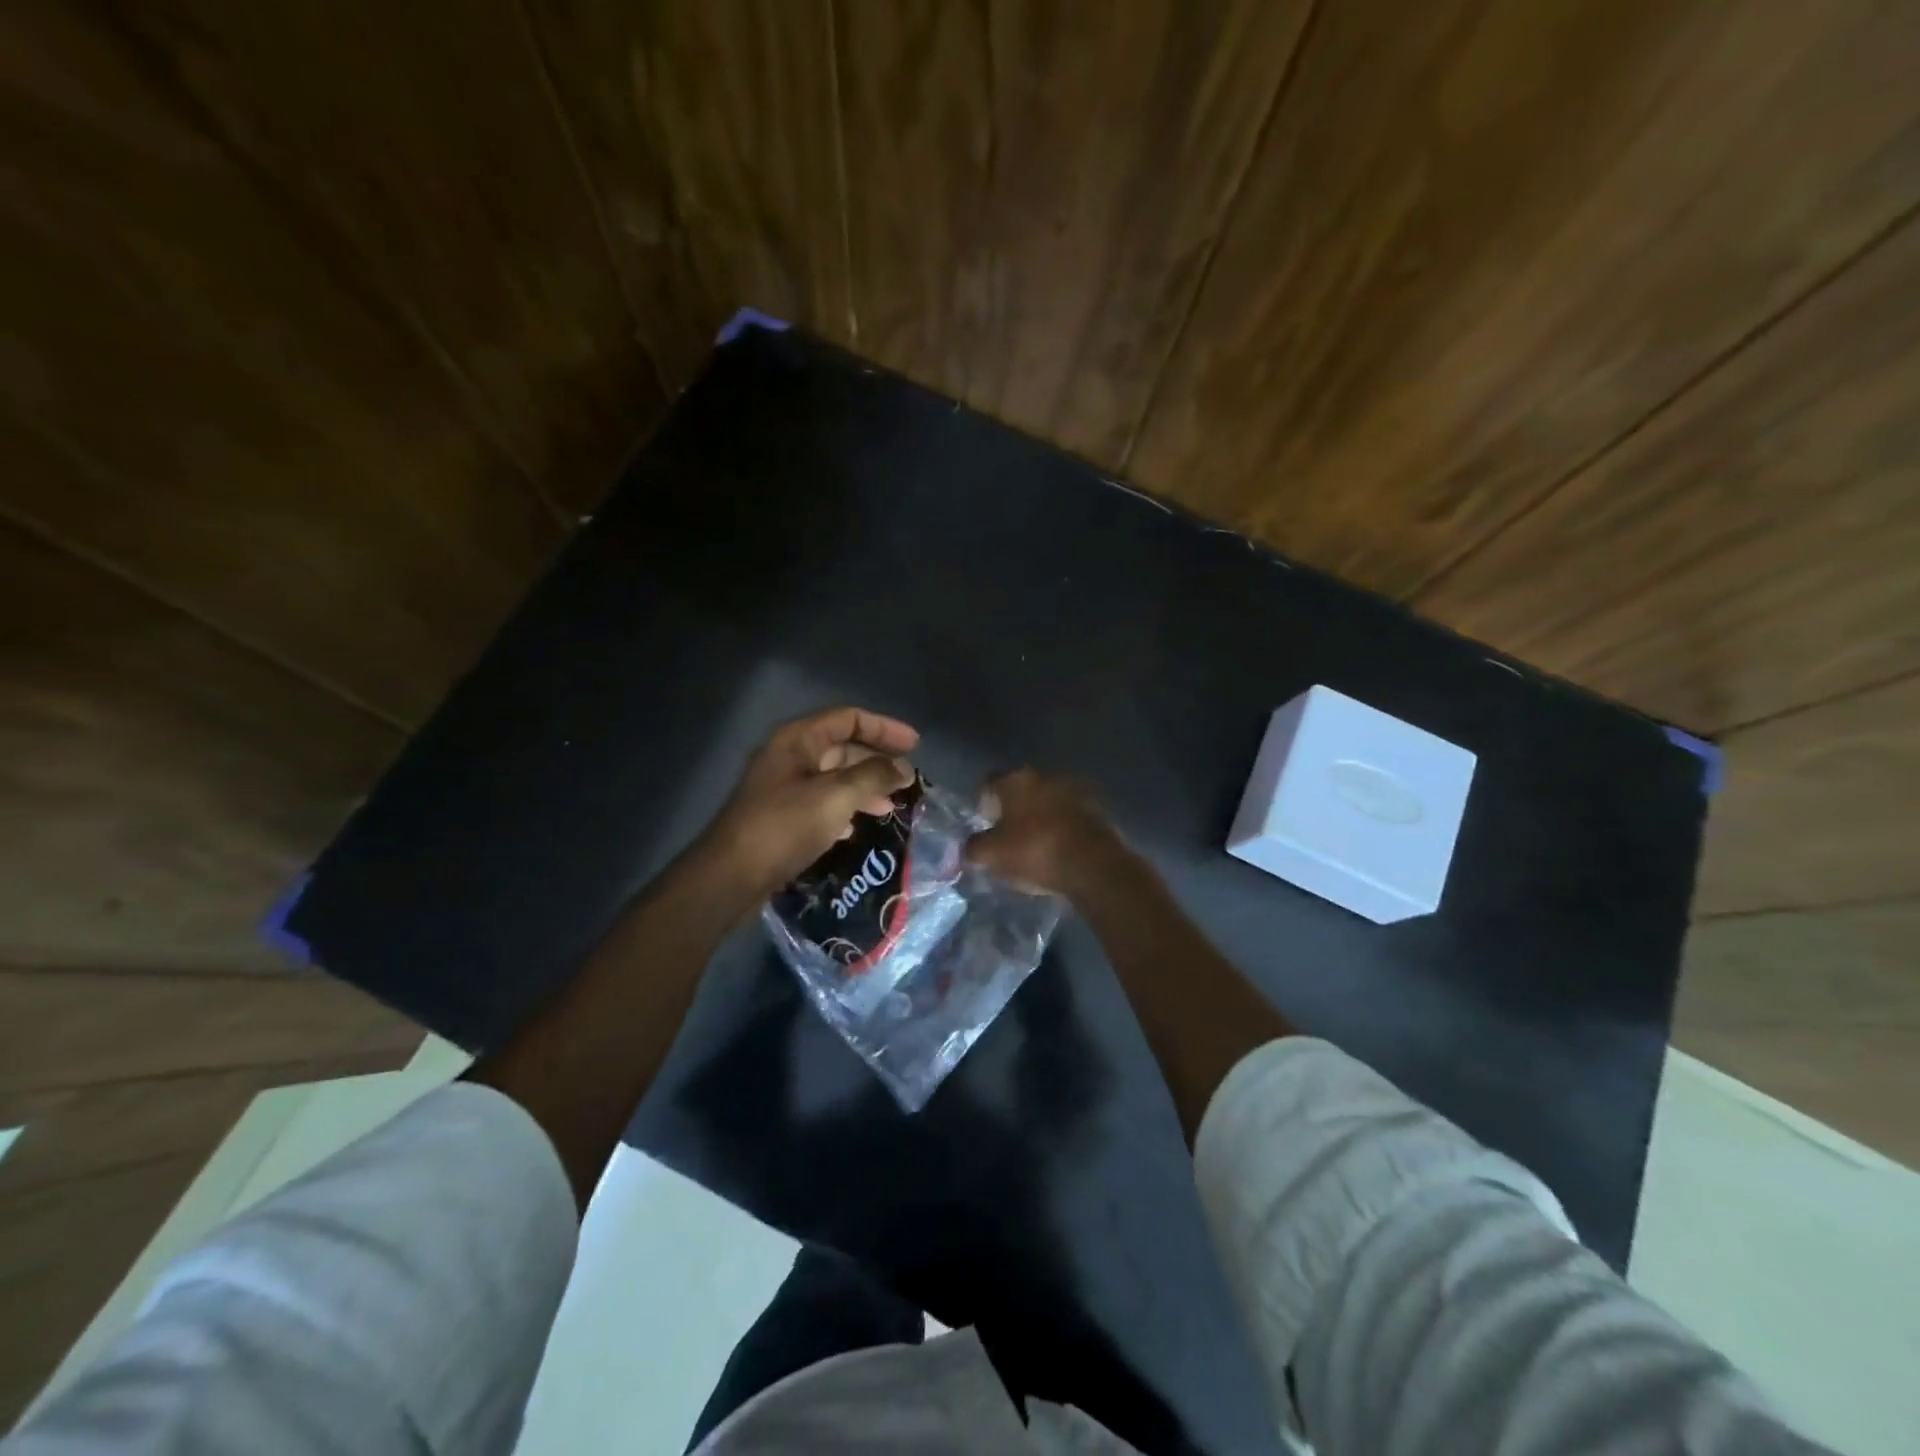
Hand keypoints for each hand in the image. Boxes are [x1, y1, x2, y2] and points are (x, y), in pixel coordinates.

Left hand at [699, 707, 919, 902]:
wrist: (731, 876)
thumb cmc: (784, 827)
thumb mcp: (836, 796)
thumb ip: (873, 776)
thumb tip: (904, 768)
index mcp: (798, 740)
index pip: (849, 718)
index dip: (885, 728)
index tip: (915, 745)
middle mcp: (789, 757)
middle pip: (842, 747)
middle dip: (876, 761)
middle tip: (907, 778)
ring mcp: (782, 787)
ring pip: (833, 777)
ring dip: (864, 787)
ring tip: (890, 805)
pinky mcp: (781, 816)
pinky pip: (821, 802)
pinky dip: (845, 808)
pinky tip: (857, 826)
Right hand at [966, 768, 1121, 897]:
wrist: (1093, 864)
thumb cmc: (1035, 851)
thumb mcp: (992, 855)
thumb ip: (974, 848)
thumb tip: (970, 848)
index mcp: (1016, 779)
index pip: (989, 782)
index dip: (983, 802)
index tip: (984, 823)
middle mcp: (1045, 775)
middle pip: (1021, 788)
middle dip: (1013, 808)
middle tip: (1008, 834)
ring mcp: (1074, 788)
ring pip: (1047, 800)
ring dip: (1040, 816)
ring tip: (1036, 843)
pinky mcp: (1097, 807)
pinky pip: (1070, 814)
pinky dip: (1062, 826)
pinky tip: (1059, 847)